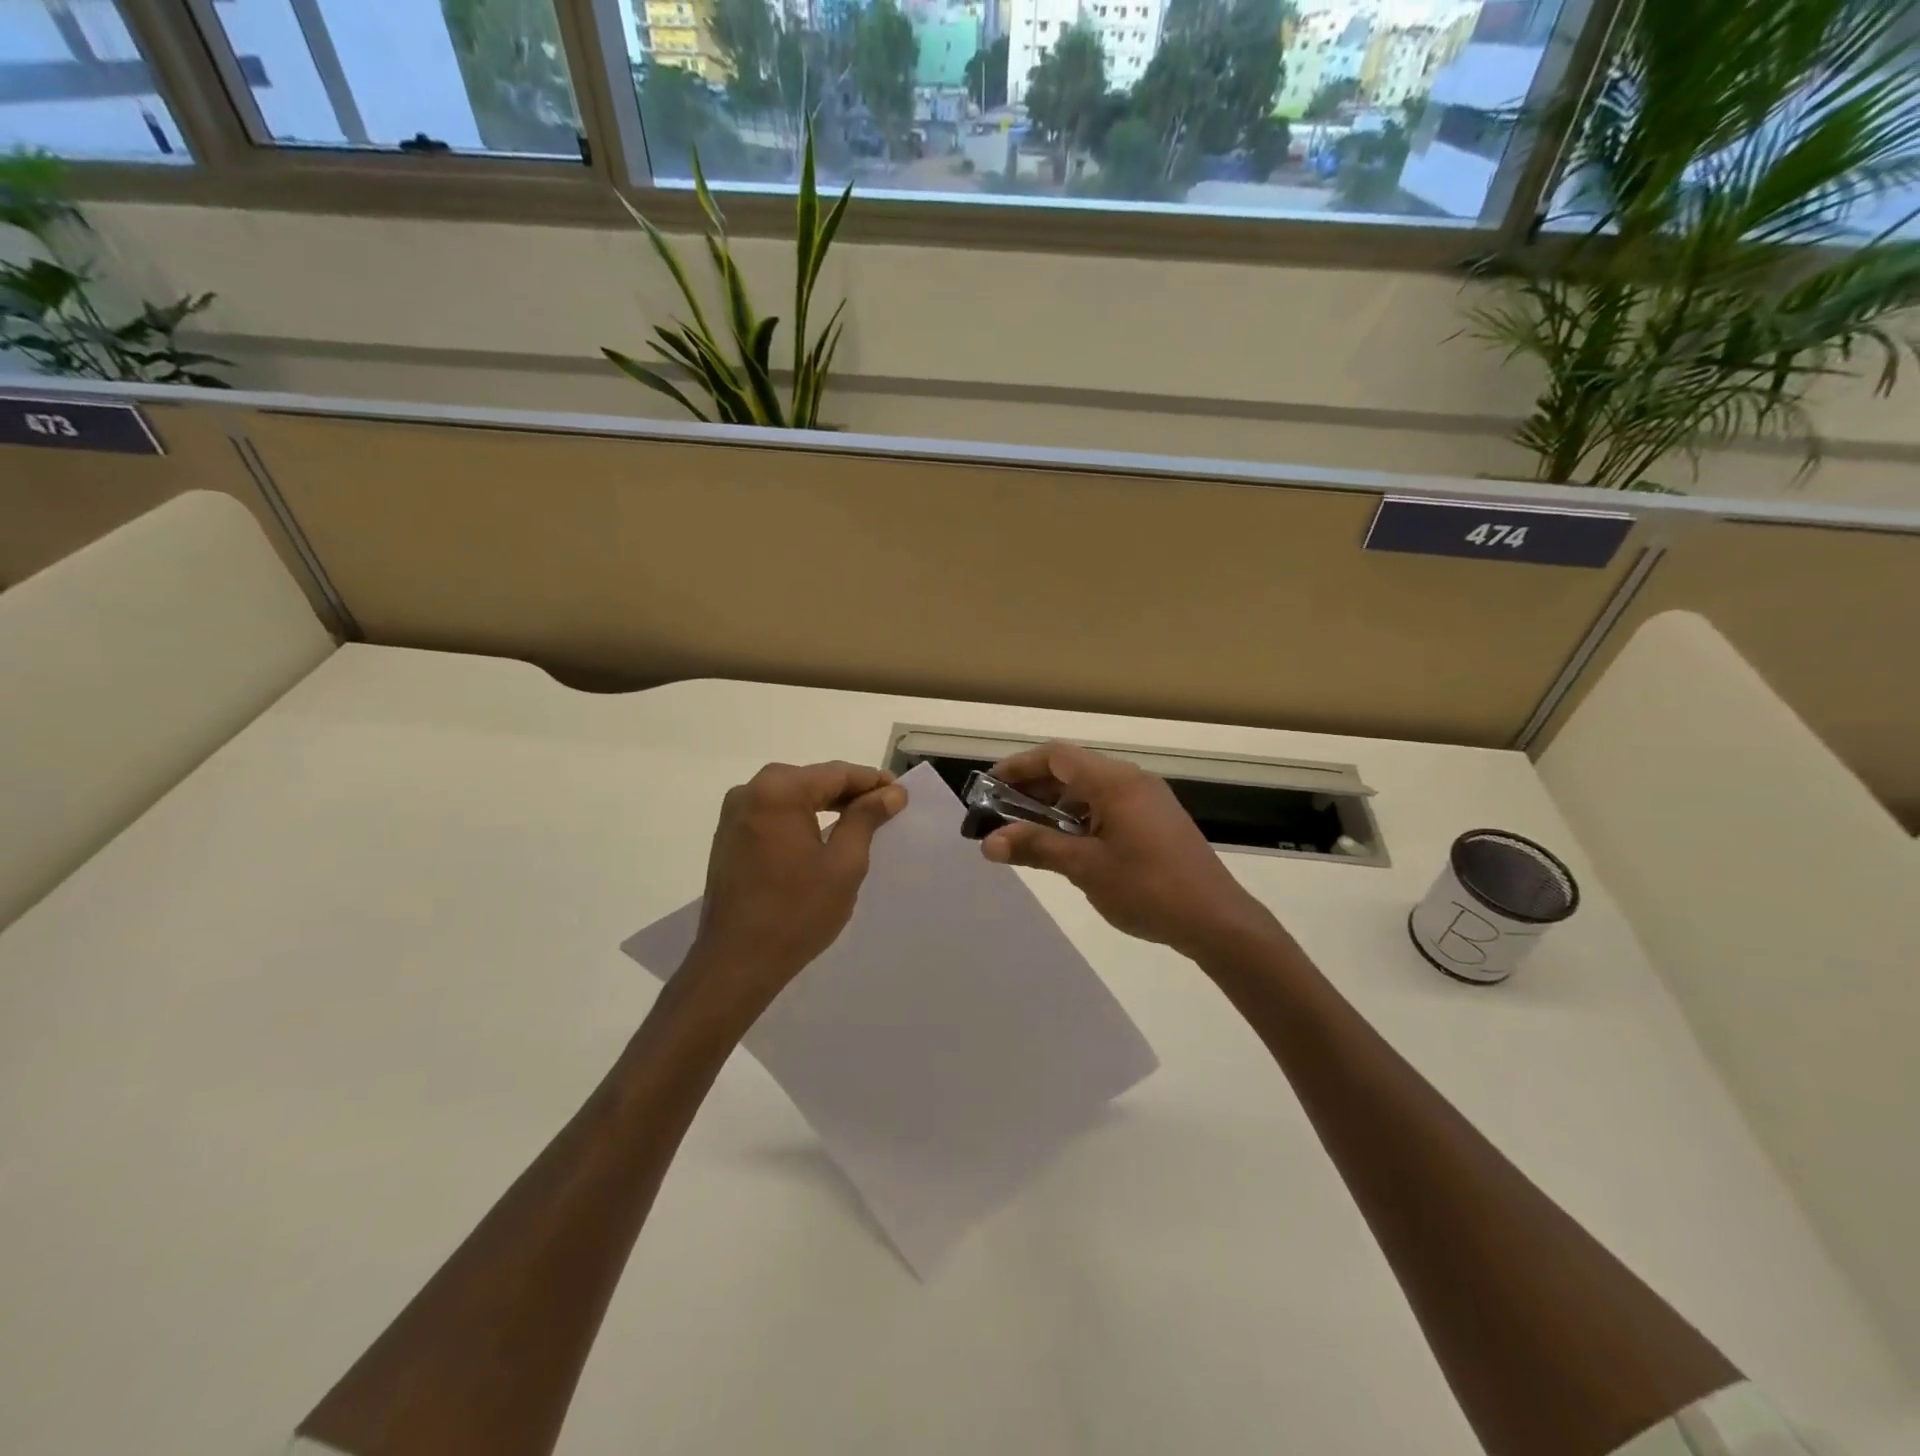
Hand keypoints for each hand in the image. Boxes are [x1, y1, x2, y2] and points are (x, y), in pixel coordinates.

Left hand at [685, 762, 907, 1011]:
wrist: (736, 963)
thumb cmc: (797, 912)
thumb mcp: (844, 863)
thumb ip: (866, 818)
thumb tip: (891, 793)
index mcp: (778, 790)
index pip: (836, 773)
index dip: (873, 781)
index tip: (902, 794)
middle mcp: (750, 791)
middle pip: (812, 779)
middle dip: (850, 792)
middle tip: (886, 808)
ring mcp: (735, 814)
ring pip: (792, 796)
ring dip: (826, 805)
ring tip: (860, 821)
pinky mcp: (729, 836)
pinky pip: (774, 814)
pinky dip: (802, 818)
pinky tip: (822, 835)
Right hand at [980, 742, 1275, 958]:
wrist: (1217, 920)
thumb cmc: (1148, 889)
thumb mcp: (1085, 868)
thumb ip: (1036, 847)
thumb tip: (988, 842)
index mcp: (1115, 782)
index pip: (1057, 756)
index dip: (1019, 766)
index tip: (988, 786)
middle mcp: (1132, 780)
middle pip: (1073, 769)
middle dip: (1033, 787)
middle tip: (1000, 812)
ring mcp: (1148, 800)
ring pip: (1091, 789)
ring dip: (1056, 804)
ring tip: (1027, 831)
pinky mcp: (1157, 820)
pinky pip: (1109, 805)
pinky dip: (1081, 816)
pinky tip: (1067, 844)